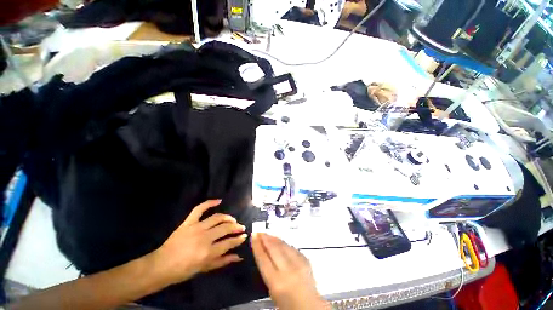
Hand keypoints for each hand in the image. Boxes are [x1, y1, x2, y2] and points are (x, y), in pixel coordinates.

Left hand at [153, 200, 246, 284]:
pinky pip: (200, 209)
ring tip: (233, 219)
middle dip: (236, 227)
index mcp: (208, 252)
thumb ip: (223, 261)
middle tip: (241, 227)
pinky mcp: (188, 222)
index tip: (244, 236)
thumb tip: (239, 256)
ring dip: (228, 217)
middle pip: (225, 228)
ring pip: (217, 218)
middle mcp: (204, 237)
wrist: (161, 265)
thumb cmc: (183, 270)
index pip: (229, 242)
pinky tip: (219, 201)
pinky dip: (209, 203)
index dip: (239, 239)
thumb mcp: (204, 268)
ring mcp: (196, 227)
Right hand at [251, 233, 328, 309]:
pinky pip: (292, 248)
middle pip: (274, 249)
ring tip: (267, 234)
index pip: (263, 259)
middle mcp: (287, 270)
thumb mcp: (272, 291)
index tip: (253, 236)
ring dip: (274, 238)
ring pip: (283, 245)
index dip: (257, 245)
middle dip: (265, 238)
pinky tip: (280, 241)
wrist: (310, 307)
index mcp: (276, 282)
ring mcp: (298, 264)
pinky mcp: (306, 261)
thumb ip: (268, 271)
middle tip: (259, 232)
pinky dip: (284, 243)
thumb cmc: (288, 304)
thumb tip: (264, 254)